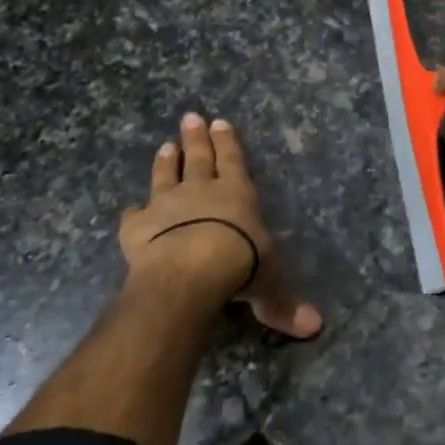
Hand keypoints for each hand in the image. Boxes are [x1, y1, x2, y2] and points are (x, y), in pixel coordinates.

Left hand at [119, 113, 321, 338]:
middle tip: (190, 116)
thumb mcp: (268, 284)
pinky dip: (133, 212)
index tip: (220, 122)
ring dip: (166, 162)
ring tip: (164, 146)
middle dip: (196, 138)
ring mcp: (166, 205)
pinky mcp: (137, 226)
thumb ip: (283, 303)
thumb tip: (315, 327)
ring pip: (165, 176)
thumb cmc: (240, 264)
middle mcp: (201, 191)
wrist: (190, 267)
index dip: (227, 143)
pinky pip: (134, 215)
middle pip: (198, 158)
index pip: (232, 161)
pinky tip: (130, 210)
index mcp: (236, 194)